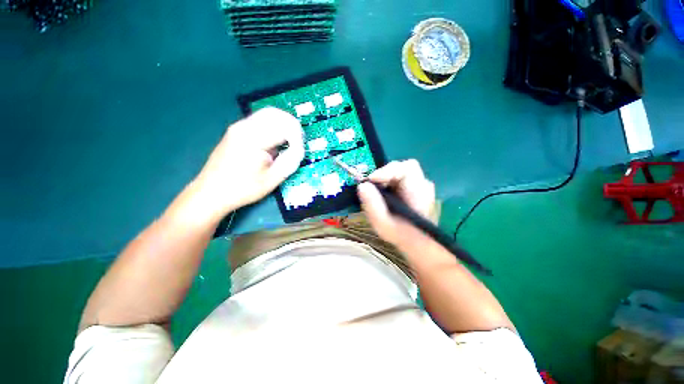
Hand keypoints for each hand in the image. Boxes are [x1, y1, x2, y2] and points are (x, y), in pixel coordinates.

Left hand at [194, 107, 303, 215]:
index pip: (284, 128)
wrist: (211, 192)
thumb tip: (299, 149)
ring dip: (283, 124)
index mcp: (254, 139)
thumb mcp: (272, 179)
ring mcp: (238, 127)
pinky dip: (273, 126)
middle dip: (292, 125)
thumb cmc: (243, 189)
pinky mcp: (236, 131)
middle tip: (299, 142)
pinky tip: (276, 140)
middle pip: (275, 114)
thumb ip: (290, 161)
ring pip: (267, 114)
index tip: (300, 151)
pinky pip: (259, 120)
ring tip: (290, 140)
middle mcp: (244, 127)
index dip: (297, 138)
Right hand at [357, 160, 435, 245]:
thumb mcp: (382, 224)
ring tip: (376, 192)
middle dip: (384, 174)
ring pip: (400, 172)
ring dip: (385, 179)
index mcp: (419, 193)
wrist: (416, 243)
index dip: (386, 171)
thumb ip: (372, 205)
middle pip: (402, 168)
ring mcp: (420, 185)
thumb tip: (362, 185)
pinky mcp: (414, 187)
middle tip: (370, 187)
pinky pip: (400, 178)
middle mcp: (423, 185)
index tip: (369, 180)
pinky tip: (383, 195)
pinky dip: (388, 183)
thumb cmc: (400, 235)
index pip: (406, 169)